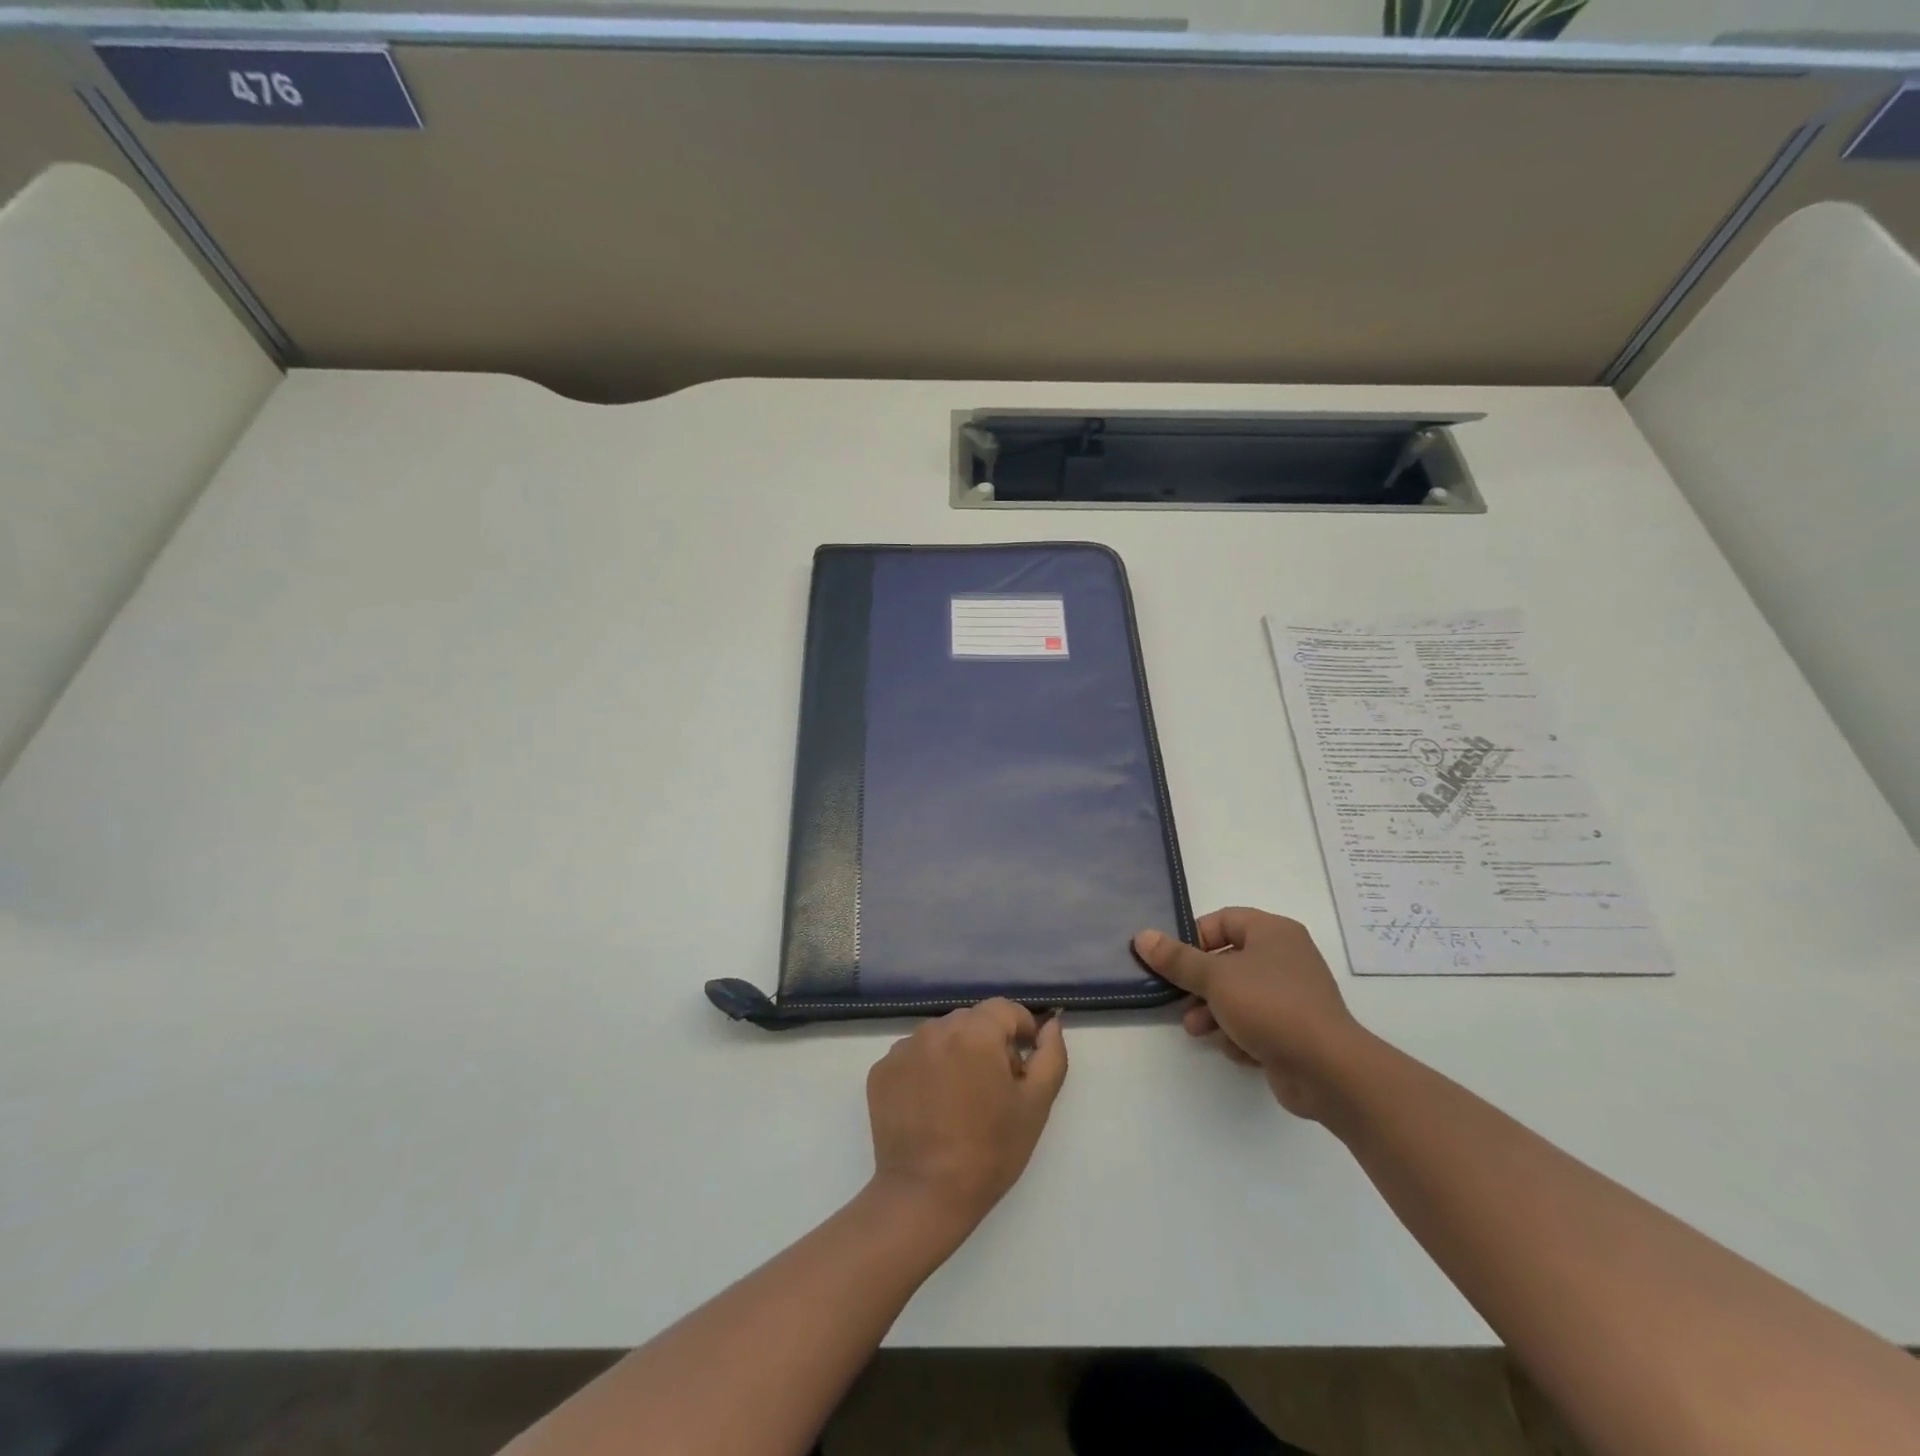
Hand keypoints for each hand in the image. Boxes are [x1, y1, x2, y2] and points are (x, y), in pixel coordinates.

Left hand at [865, 999, 1068, 1232]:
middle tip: (995, 1089)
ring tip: (961, 1100)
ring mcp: (903, 1048)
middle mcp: (936, 1028)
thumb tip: (1051, 1025)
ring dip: (956, 1055)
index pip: (1005, 1010)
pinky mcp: (881, 1070)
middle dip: (988, 1044)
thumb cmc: (989, 1151)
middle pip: (972, 1021)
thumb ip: (1051, 1056)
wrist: (924, 1196)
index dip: (1022, 1031)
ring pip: (941, 1037)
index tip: (1023, 1066)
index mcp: (975, 1032)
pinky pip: (913, 1056)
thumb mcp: (1035, 1106)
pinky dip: (926, 1070)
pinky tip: (931, 1107)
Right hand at [1134, 908, 1362, 1119]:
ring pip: (1238, 995)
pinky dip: (1241, 1034)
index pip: (1223, 921)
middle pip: (1227, 961)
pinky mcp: (1295, 1030)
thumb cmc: (1270, 1007)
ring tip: (1198, 1030)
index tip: (1174, 962)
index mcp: (1273, 932)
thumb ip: (1177, 959)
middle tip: (1179, 1000)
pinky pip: (1256, 1023)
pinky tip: (1236, 1050)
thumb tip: (1142, 936)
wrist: (1328, 1070)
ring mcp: (1292, 995)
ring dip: (1213, 1012)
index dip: (1194, 938)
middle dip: (1200, 985)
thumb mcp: (1215, 978)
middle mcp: (1285, 957)